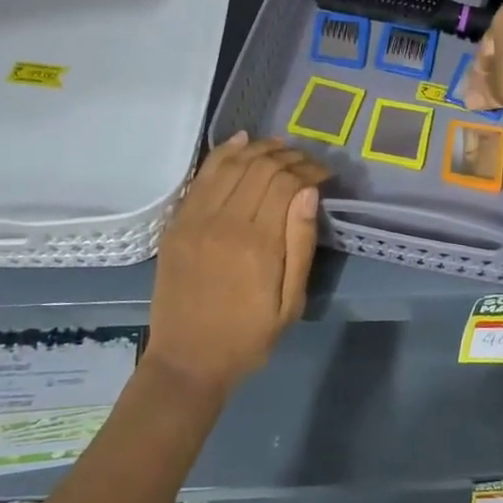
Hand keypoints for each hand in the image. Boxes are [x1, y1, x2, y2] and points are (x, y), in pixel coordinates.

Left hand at [146, 134, 328, 395]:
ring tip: (280, 148)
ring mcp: (196, 219)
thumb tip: (309, 192)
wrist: (187, 361)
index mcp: (258, 244)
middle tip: (307, 162)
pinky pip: (202, 176)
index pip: (286, 183)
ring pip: (231, 164)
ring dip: (259, 149)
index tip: (325, 174)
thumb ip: (300, 245)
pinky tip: (241, 141)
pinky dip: (223, 153)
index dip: (309, 170)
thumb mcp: (290, 303)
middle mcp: (224, 222)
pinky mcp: (177, 222)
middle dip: (289, 156)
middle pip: (260, 167)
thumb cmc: (247, 337)